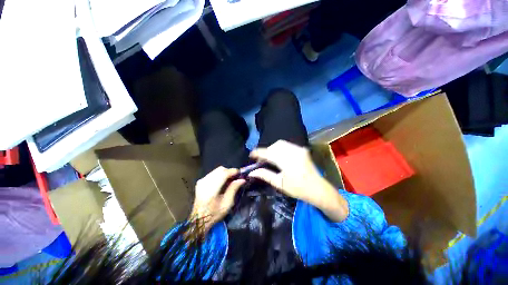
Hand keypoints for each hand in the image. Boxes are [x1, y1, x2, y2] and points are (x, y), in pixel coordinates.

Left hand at [191, 167, 244, 232]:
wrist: (199, 219)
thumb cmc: (214, 213)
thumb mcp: (227, 204)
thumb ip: (234, 189)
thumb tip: (242, 179)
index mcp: (211, 189)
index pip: (223, 173)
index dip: (233, 171)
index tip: (240, 173)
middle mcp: (205, 182)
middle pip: (220, 169)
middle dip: (229, 171)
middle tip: (235, 178)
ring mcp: (202, 181)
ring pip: (216, 170)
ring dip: (225, 173)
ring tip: (230, 180)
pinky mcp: (200, 181)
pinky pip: (213, 173)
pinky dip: (219, 175)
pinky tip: (222, 182)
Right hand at [249, 140, 347, 221]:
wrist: (318, 188)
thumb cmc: (298, 189)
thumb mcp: (279, 183)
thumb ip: (265, 175)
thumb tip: (251, 172)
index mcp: (286, 162)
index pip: (268, 153)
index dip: (258, 153)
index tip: (251, 155)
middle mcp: (293, 152)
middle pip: (273, 146)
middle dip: (265, 151)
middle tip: (261, 160)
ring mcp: (298, 149)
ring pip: (280, 143)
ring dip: (272, 149)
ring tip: (269, 158)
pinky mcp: (302, 149)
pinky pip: (287, 145)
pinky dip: (279, 148)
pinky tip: (278, 156)